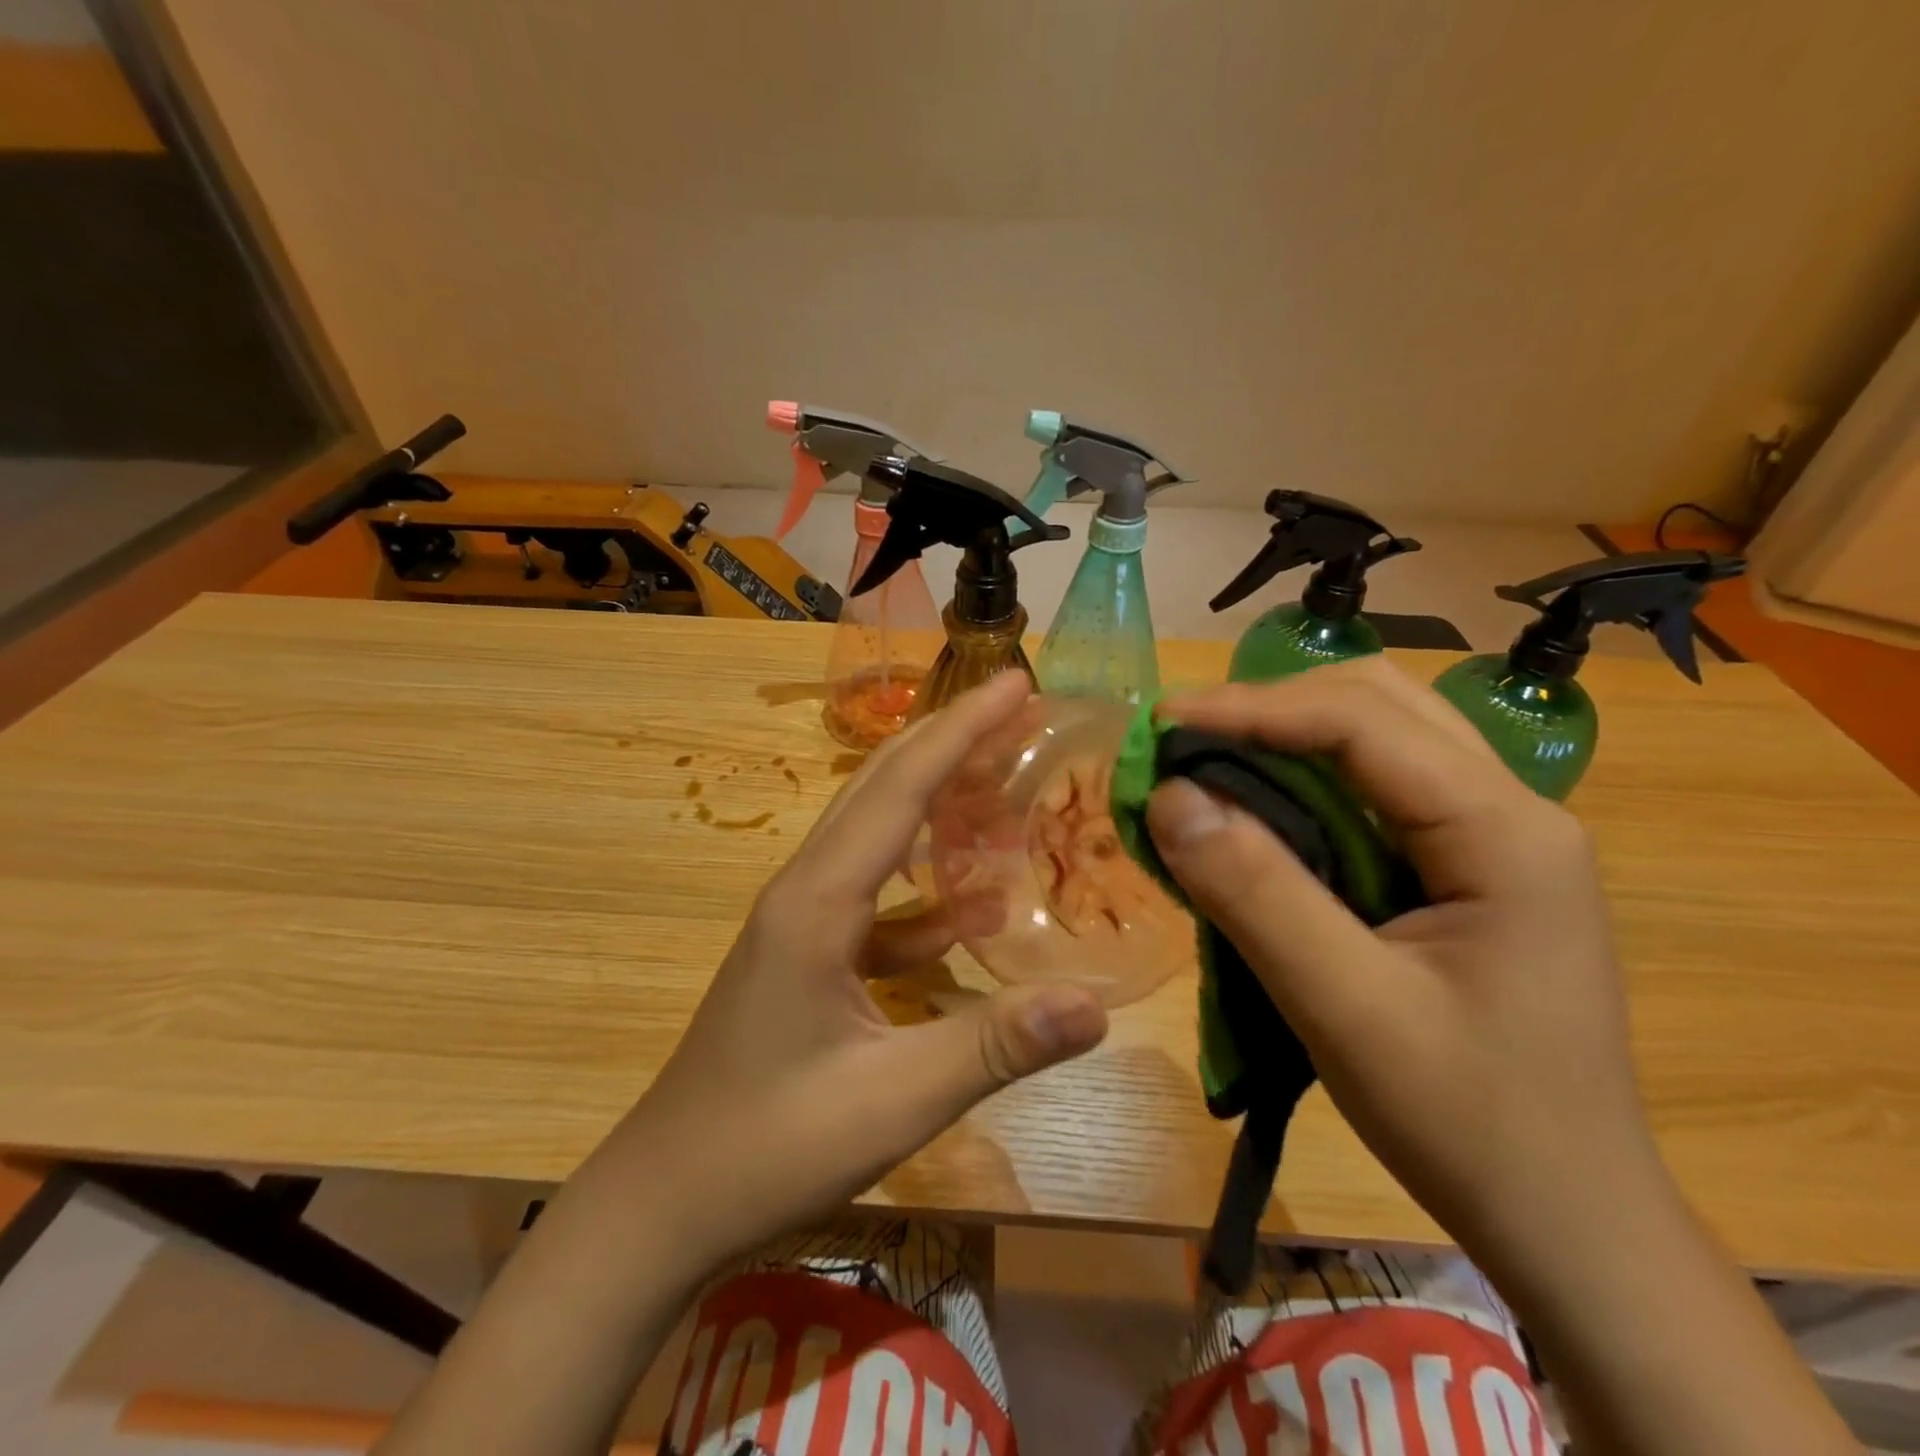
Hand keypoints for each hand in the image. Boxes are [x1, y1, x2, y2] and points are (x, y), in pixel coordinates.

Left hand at [609, 670, 1108, 1275]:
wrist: (665, 1199)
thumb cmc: (771, 1146)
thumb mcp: (894, 1100)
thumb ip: (996, 1045)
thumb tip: (1095, 1004)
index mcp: (819, 900)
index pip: (901, 786)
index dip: (962, 729)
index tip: (1016, 683)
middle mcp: (805, 889)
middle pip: (882, 787)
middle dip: (950, 740)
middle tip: (1018, 709)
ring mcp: (800, 920)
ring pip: (876, 834)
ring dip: (936, 802)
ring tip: (1002, 786)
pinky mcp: (804, 954)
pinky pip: (871, 896)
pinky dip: (920, 887)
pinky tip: (963, 917)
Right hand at [1143, 657, 1661, 1270]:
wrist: (1569, 1218)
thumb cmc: (1469, 1121)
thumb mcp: (1347, 1010)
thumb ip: (1256, 894)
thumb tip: (1171, 797)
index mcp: (1505, 831)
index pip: (1360, 721)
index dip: (1250, 708)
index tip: (1161, 723)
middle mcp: (1510, 808)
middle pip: (1376, 705)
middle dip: (1269, 707)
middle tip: (1182, 741)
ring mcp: (1493, 834)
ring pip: (1378, 737)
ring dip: (1286, 735)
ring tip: (1208, 763)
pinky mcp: (1465, 865)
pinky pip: (1374, 788)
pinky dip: (1303, 780)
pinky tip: (1260, 811)